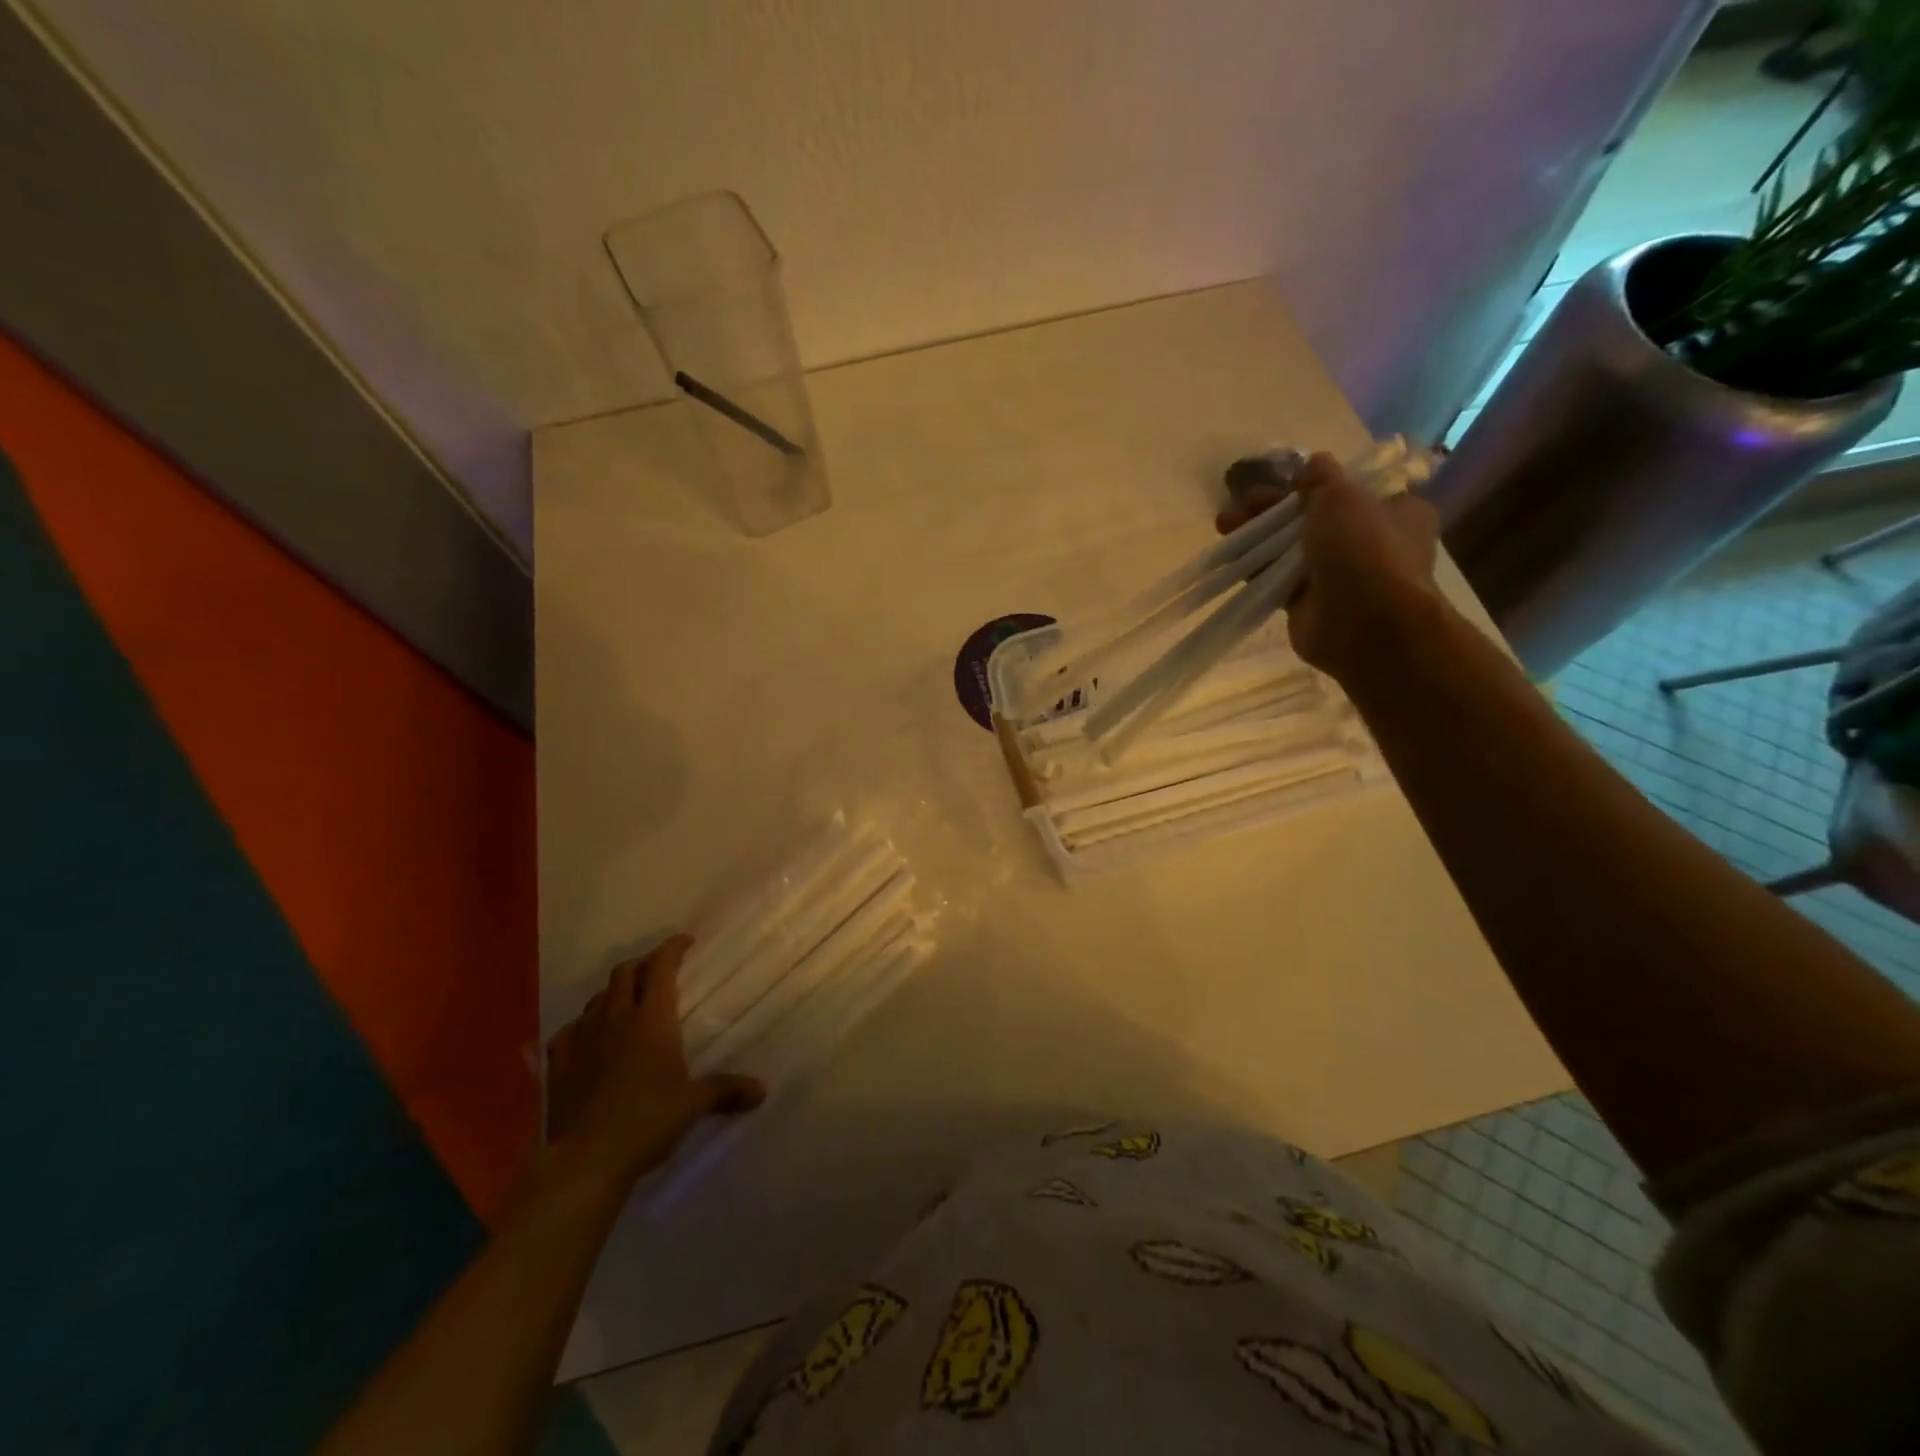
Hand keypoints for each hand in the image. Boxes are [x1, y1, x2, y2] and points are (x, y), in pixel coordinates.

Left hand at [545, 935, 764, 1188]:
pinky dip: (582, 1024)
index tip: (686, 942)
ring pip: (596, 998)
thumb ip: (726, 1090)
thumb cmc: (648, 1120)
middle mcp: (616, 1018)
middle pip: (625, 972)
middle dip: (643, 964)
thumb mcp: (694, 1104)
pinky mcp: (560, 1063)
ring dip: (613, 992)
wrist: (587, 1159)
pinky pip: (569, 1030)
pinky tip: (588, 1035)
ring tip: (627, 1001)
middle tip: (659, 970)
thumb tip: (761, 1090)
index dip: (673, 948)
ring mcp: (583, 1039)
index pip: (661, 966)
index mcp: (651, 1018)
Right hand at [1216, 450, 1440, 676]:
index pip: (1351, 491)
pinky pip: (1277, 580)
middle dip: (1274, 509)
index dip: (1315, 484)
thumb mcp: (1342, 497)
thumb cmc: (1363, 549)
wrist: (1363, 624)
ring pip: (1291, 548)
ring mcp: (1338, 575)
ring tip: (1223, 525)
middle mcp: (1370, 542)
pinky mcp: (1309, 603)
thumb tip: (1315, 461)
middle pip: (1313, 518)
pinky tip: (1230, 557)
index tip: (1282, 481)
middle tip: (1240, 503)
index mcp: (1395, 512)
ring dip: (1258, 535)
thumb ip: (1322, 479)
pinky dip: (1255, 568)